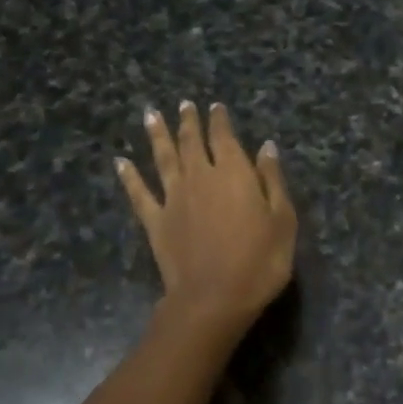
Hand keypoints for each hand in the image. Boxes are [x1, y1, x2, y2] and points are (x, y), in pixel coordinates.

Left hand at [117, 100, 296, 334]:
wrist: (213, 299)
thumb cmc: (259, 261)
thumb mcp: (283, 220)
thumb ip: (272, 180)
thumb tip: (266, 147)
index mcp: (233, 173)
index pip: (224, 137)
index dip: (219, 120)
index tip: (215, 106)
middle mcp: (200, 177)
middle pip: (191, 142)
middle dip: (188, 121)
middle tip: (183, 104)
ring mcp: (173, 198)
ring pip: (163, 158)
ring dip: (157, 135)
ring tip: (150, 115)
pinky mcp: (155, 221)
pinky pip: (139, 193)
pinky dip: (129, 177)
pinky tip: (120, 162)